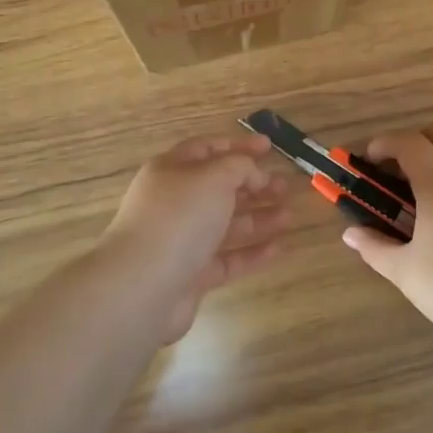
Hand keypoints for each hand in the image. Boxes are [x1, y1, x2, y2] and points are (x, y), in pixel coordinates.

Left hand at [101, 133, 290, 340]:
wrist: (143, 286)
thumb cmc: (179, 218)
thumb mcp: (213, 177)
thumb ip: (239, 167)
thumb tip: (253, 174)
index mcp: (172, 171)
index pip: (208, 150)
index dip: (238, 146)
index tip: (269, 146)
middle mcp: (175, 203)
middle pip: (219, 188)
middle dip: (254, 185)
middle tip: (285, 186)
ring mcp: (182, 241)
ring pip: (226, 224)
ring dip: (258, 217)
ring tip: (289, 215)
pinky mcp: (192, 275)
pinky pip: (228, 258)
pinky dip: (252, 252)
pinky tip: (279, 248)